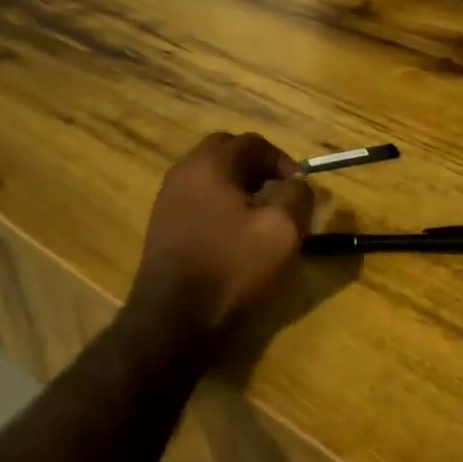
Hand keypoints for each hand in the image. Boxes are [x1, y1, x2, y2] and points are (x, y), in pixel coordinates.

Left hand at [130, 132, 314, 336]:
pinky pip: (197, 200)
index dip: (283, 161)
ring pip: (210, 178)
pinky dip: (219, 206)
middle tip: (278, 195)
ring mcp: (168, 199)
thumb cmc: (232, 266)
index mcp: (211, 163)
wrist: (174, 318)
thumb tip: (298, 184)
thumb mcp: (282, 230)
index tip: (299, 188)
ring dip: (237, 188)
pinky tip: (234, 236)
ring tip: (259, 217)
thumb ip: (297, 196)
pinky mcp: (162, 226)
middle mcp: (184, 172)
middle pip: (227, 153)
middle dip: (257, 168)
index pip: (253, 143)